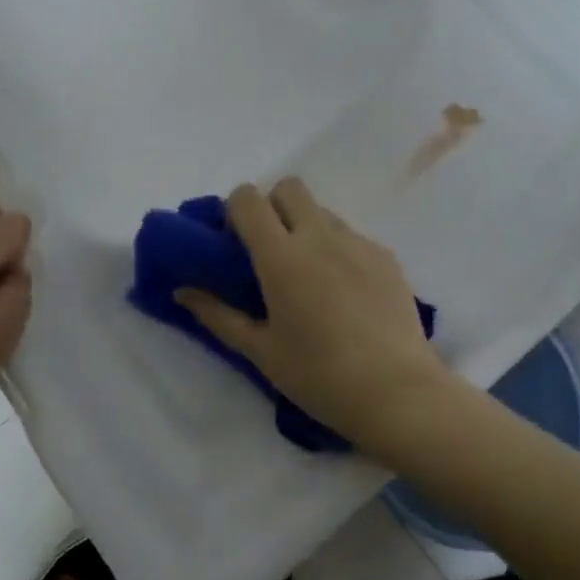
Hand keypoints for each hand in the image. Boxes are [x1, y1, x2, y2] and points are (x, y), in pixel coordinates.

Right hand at [176, 178, 454, 457]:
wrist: (397, 393)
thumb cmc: (319, 376)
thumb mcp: (260, 351)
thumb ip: (218, 314)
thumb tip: (183, 291)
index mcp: (282, 256)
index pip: (248, 198)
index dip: (235, 211)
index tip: (235, 244)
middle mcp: (320, 236)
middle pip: (289, 187)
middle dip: (273, 206)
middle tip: (270, 251)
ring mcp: (358, 242)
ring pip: (322, 211)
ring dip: (305, 227)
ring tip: (309, 277)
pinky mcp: (385, 256)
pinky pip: (351, 236)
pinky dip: (337, 250)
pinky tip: (344, 294)